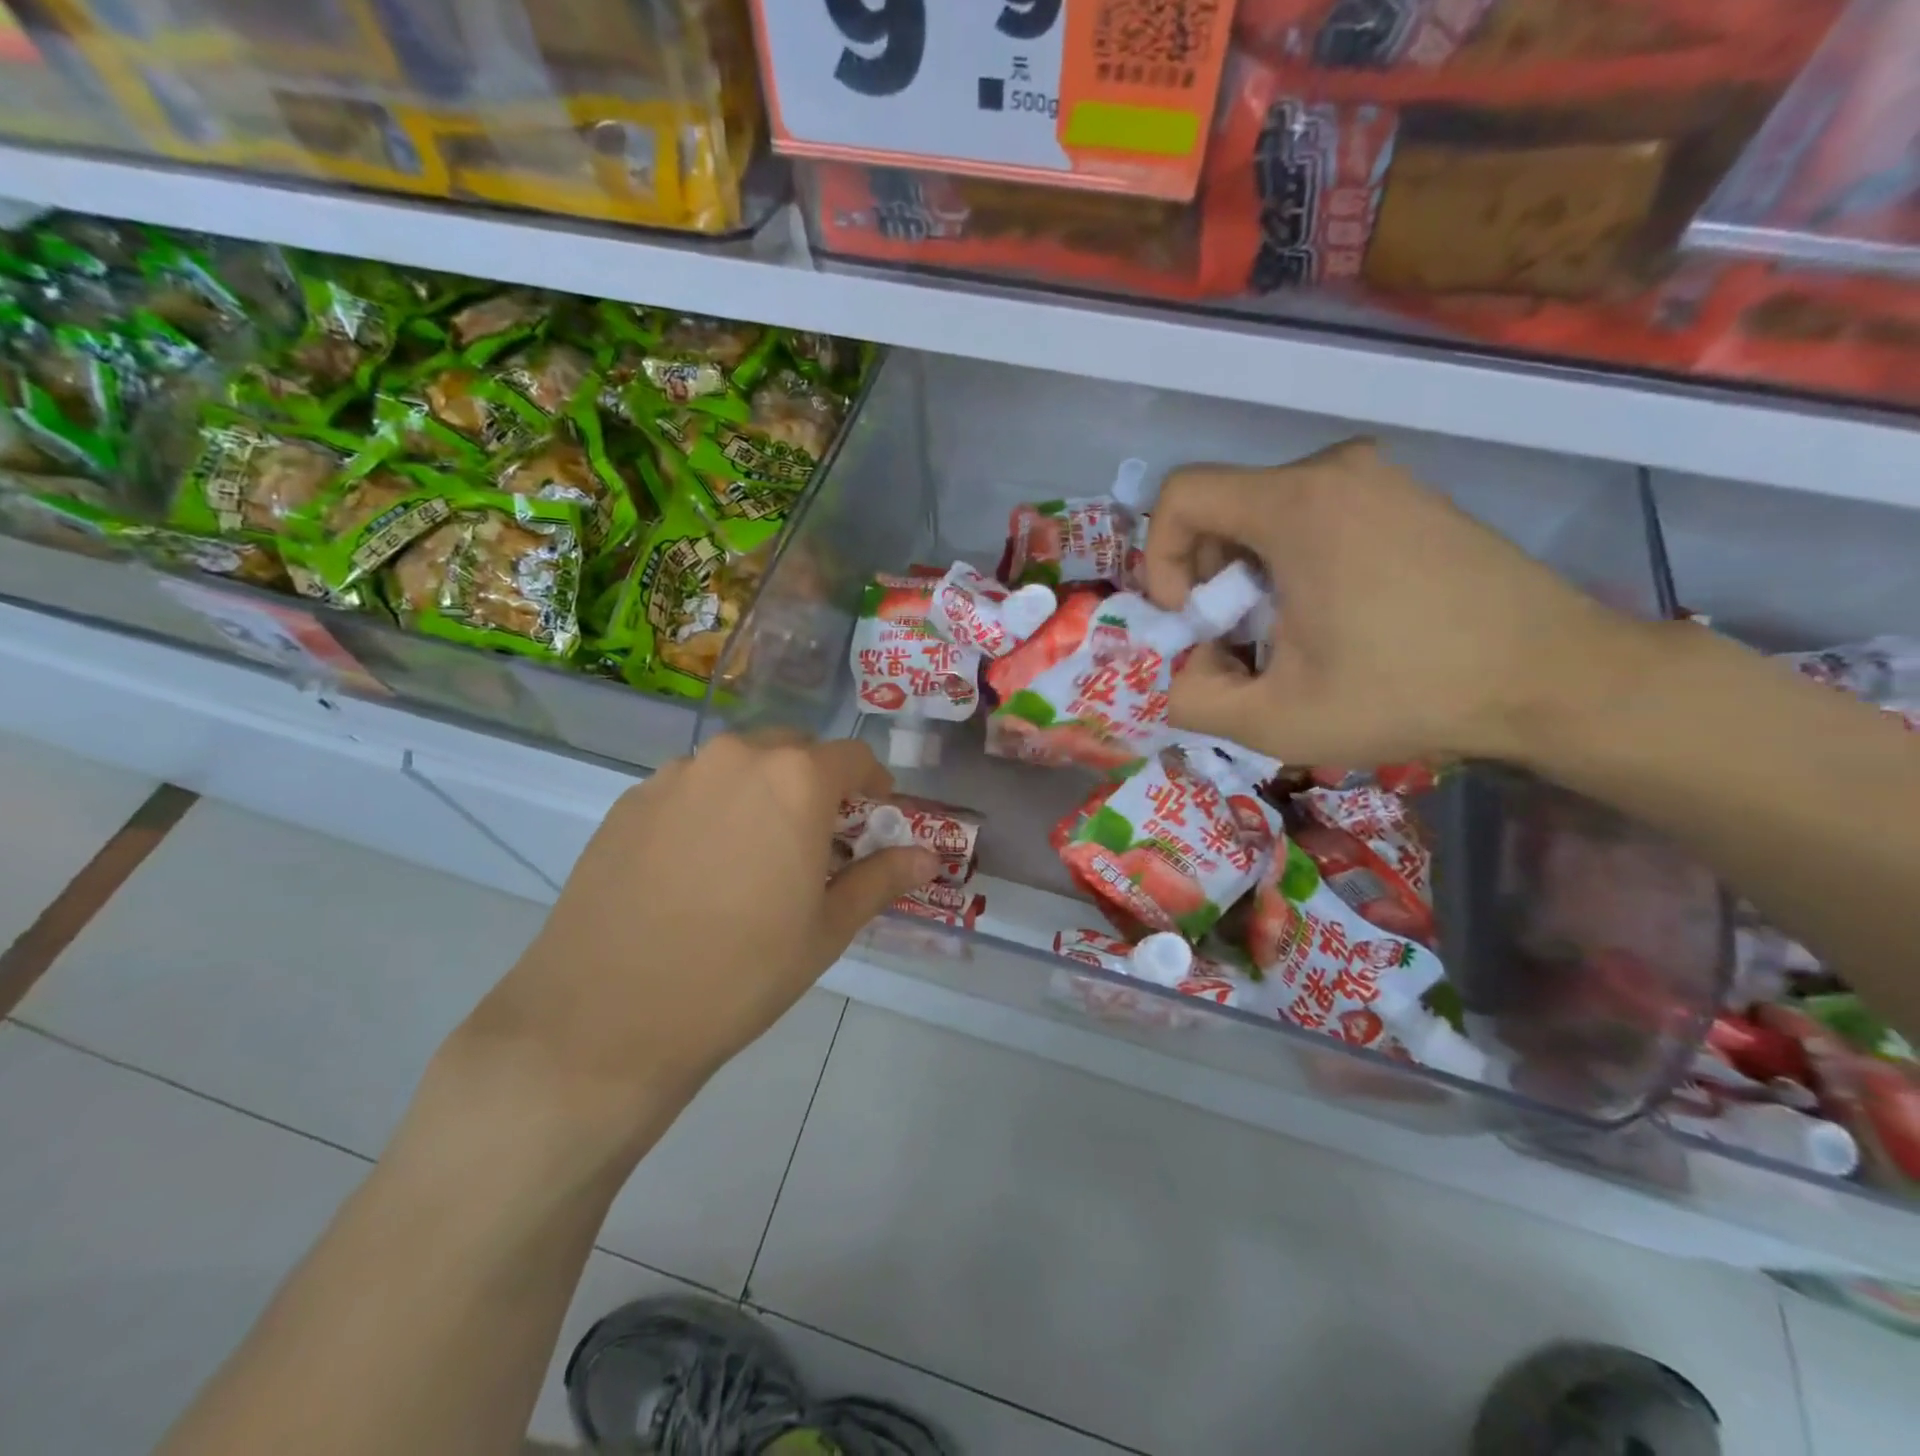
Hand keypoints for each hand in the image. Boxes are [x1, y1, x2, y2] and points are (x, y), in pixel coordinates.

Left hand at [442, 734, 938, 1161]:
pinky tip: (698, 869)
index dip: (873, 784)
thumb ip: (880, 880)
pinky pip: (690, 789)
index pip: (853, 757)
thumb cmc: (741, 973)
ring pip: (738, 766)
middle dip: (816, 785)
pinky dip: (712, 809)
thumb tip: (929, 857)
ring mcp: (674, 776)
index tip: (874, 818)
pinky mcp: (628, 802)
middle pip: (793, 751)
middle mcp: (734, 758)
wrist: (605, 1019)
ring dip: (761, 794)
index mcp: (794, 780)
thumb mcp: (826, 930)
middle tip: (816, 841)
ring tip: (754, 856)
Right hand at [1144, 439, 1650, 769]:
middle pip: (1222, 508)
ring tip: (1285, 639)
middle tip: (1235, 643)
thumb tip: (1177, 672)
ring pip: (1266, 516)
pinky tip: (1331, 621)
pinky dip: (1295, 566)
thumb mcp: (1276, 720)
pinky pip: (1317, 518)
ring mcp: (1379, 478)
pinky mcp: (1408, 497)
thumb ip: (1191, 699)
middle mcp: (1334, 470)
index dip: (1159, 560)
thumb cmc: (1407, 692)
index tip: (1191, 619)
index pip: (1180, 495)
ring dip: (1250, 579)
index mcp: (1297, 505)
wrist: (1556, 678)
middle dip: (1206, 579)